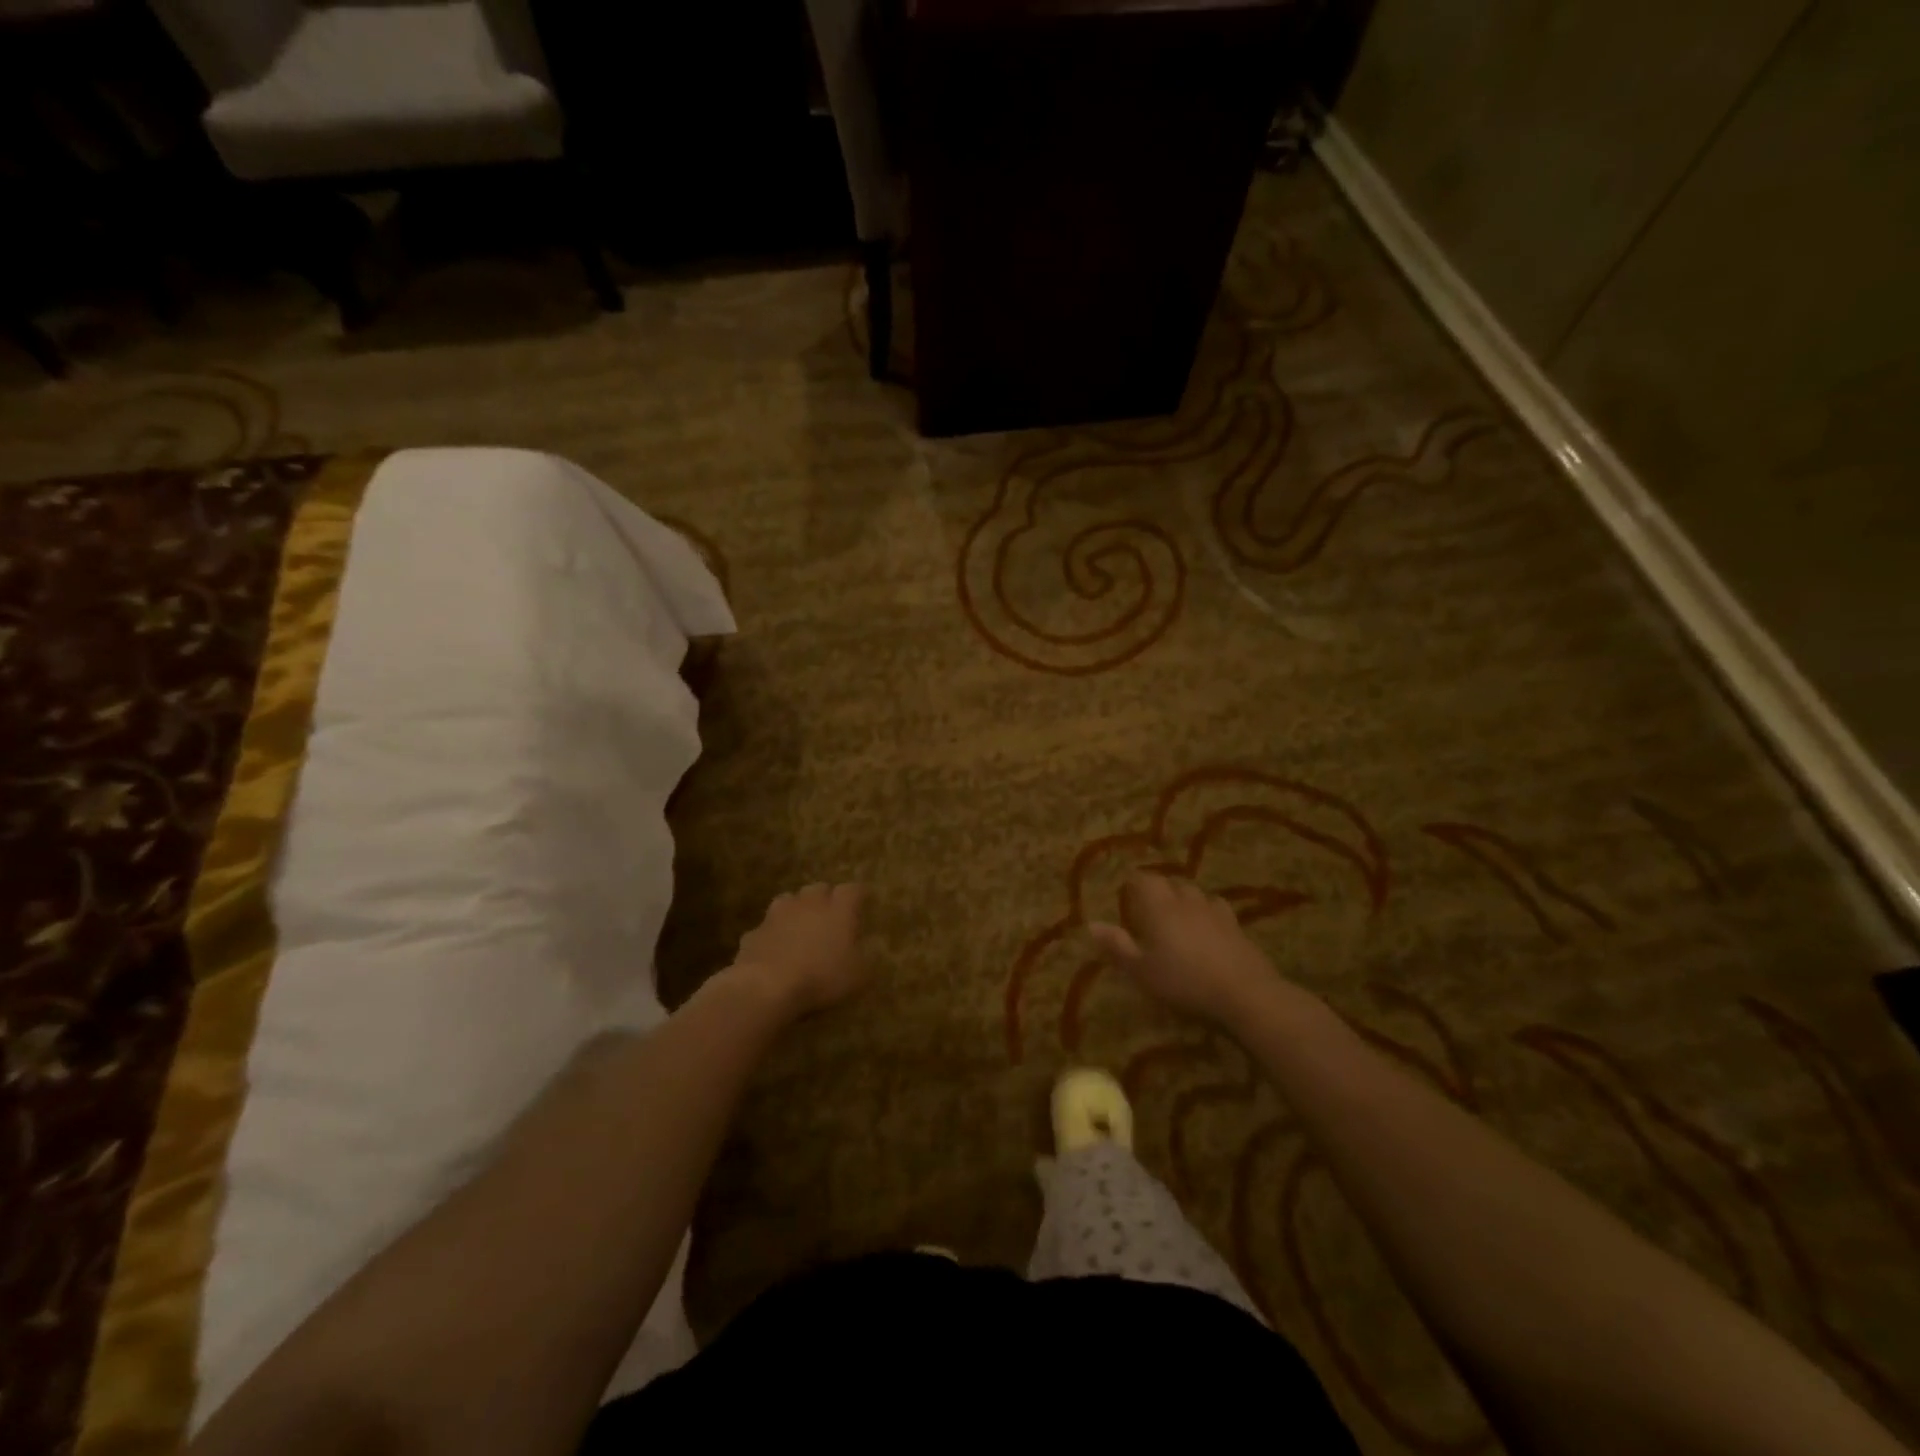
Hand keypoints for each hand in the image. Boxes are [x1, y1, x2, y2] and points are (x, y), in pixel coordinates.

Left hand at [730, 883, 865, 1016]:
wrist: (766, 986)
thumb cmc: (821, 977)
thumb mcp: (858, 977)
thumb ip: (864, 961)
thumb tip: (865, 955)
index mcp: (839, 909)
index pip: (853, 890)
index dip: (859, 894)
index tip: (864, 900)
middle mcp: (809, 903)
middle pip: (819, 888)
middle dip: (826, 898)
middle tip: (832, 914)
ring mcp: (778, 914)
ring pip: (789, 900)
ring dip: (797, 909)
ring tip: (801, 925)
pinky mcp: (755, 932)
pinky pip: (767, 927)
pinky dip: (774, 934)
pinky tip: (776, 949)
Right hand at [1088, 872, 1279, 1029]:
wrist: (1243, 991)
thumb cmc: (1183, 980)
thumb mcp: (1141, 970)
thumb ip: (1116, 945)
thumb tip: (1091, 924)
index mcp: (1159, 906)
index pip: (1143, 879)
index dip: (1133, 883)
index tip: (1126, 893)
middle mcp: (1185, 900)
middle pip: (1169, 882)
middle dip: (1157, 888)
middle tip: (1147, 906)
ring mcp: (1213, 909)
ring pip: (1193, 892)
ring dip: (1181, 897)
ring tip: (1176, 912)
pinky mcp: (1235, 924)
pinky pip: (1215, 906)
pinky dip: (1205, 910)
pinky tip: (1206, 923)